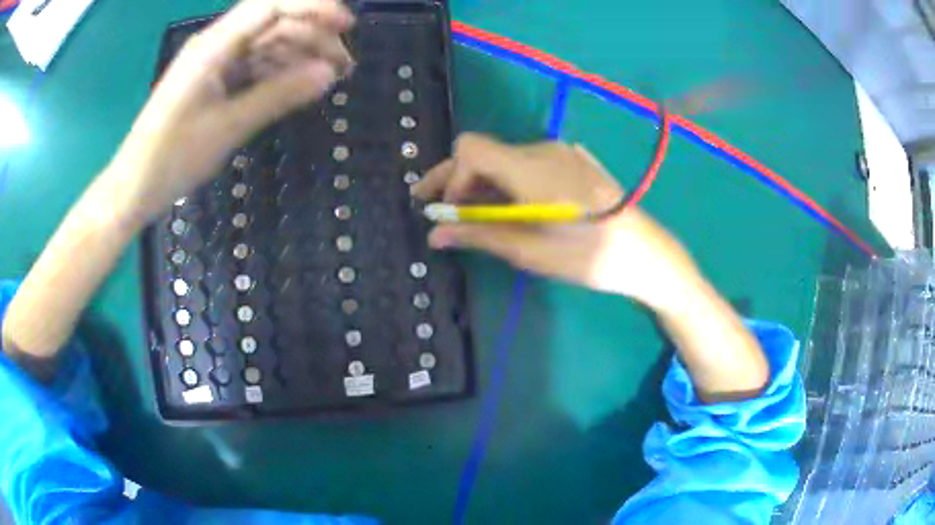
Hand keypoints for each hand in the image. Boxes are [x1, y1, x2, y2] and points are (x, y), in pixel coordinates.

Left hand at [107, 0, 354, 226]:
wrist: (134, 187)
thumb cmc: (172, 158)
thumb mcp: (228, 127)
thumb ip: (278, 95)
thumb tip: (328, 73)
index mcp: (214, 46)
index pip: (271, 6)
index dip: (312, 8)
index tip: (347, 26)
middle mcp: (215, 44)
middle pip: (273, 23)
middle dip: (312, 36)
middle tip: (344, 65)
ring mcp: (213, 62)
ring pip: (265, 44)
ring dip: (298, 55)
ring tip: (328, 78)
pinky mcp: (212, 81)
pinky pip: (252, 65)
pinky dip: (277, 72)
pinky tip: (296, 86)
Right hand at [412, 133, 699, 310]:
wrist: (644, 252)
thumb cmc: (588, 256)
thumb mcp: (530, 250)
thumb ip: (479, 235)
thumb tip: (435, 233)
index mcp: (530, 167)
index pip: (469, 149)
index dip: (450, 177)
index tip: (450, 211)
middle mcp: (542, 149)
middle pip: (483, 152)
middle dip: (455, 179)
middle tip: (433, 206)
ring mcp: (560, 153)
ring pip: (503, 159)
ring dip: (481, 185)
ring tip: (471, 215)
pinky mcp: (571, 162)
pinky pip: (526, 164)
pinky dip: (506, 183)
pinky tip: (507, 208)